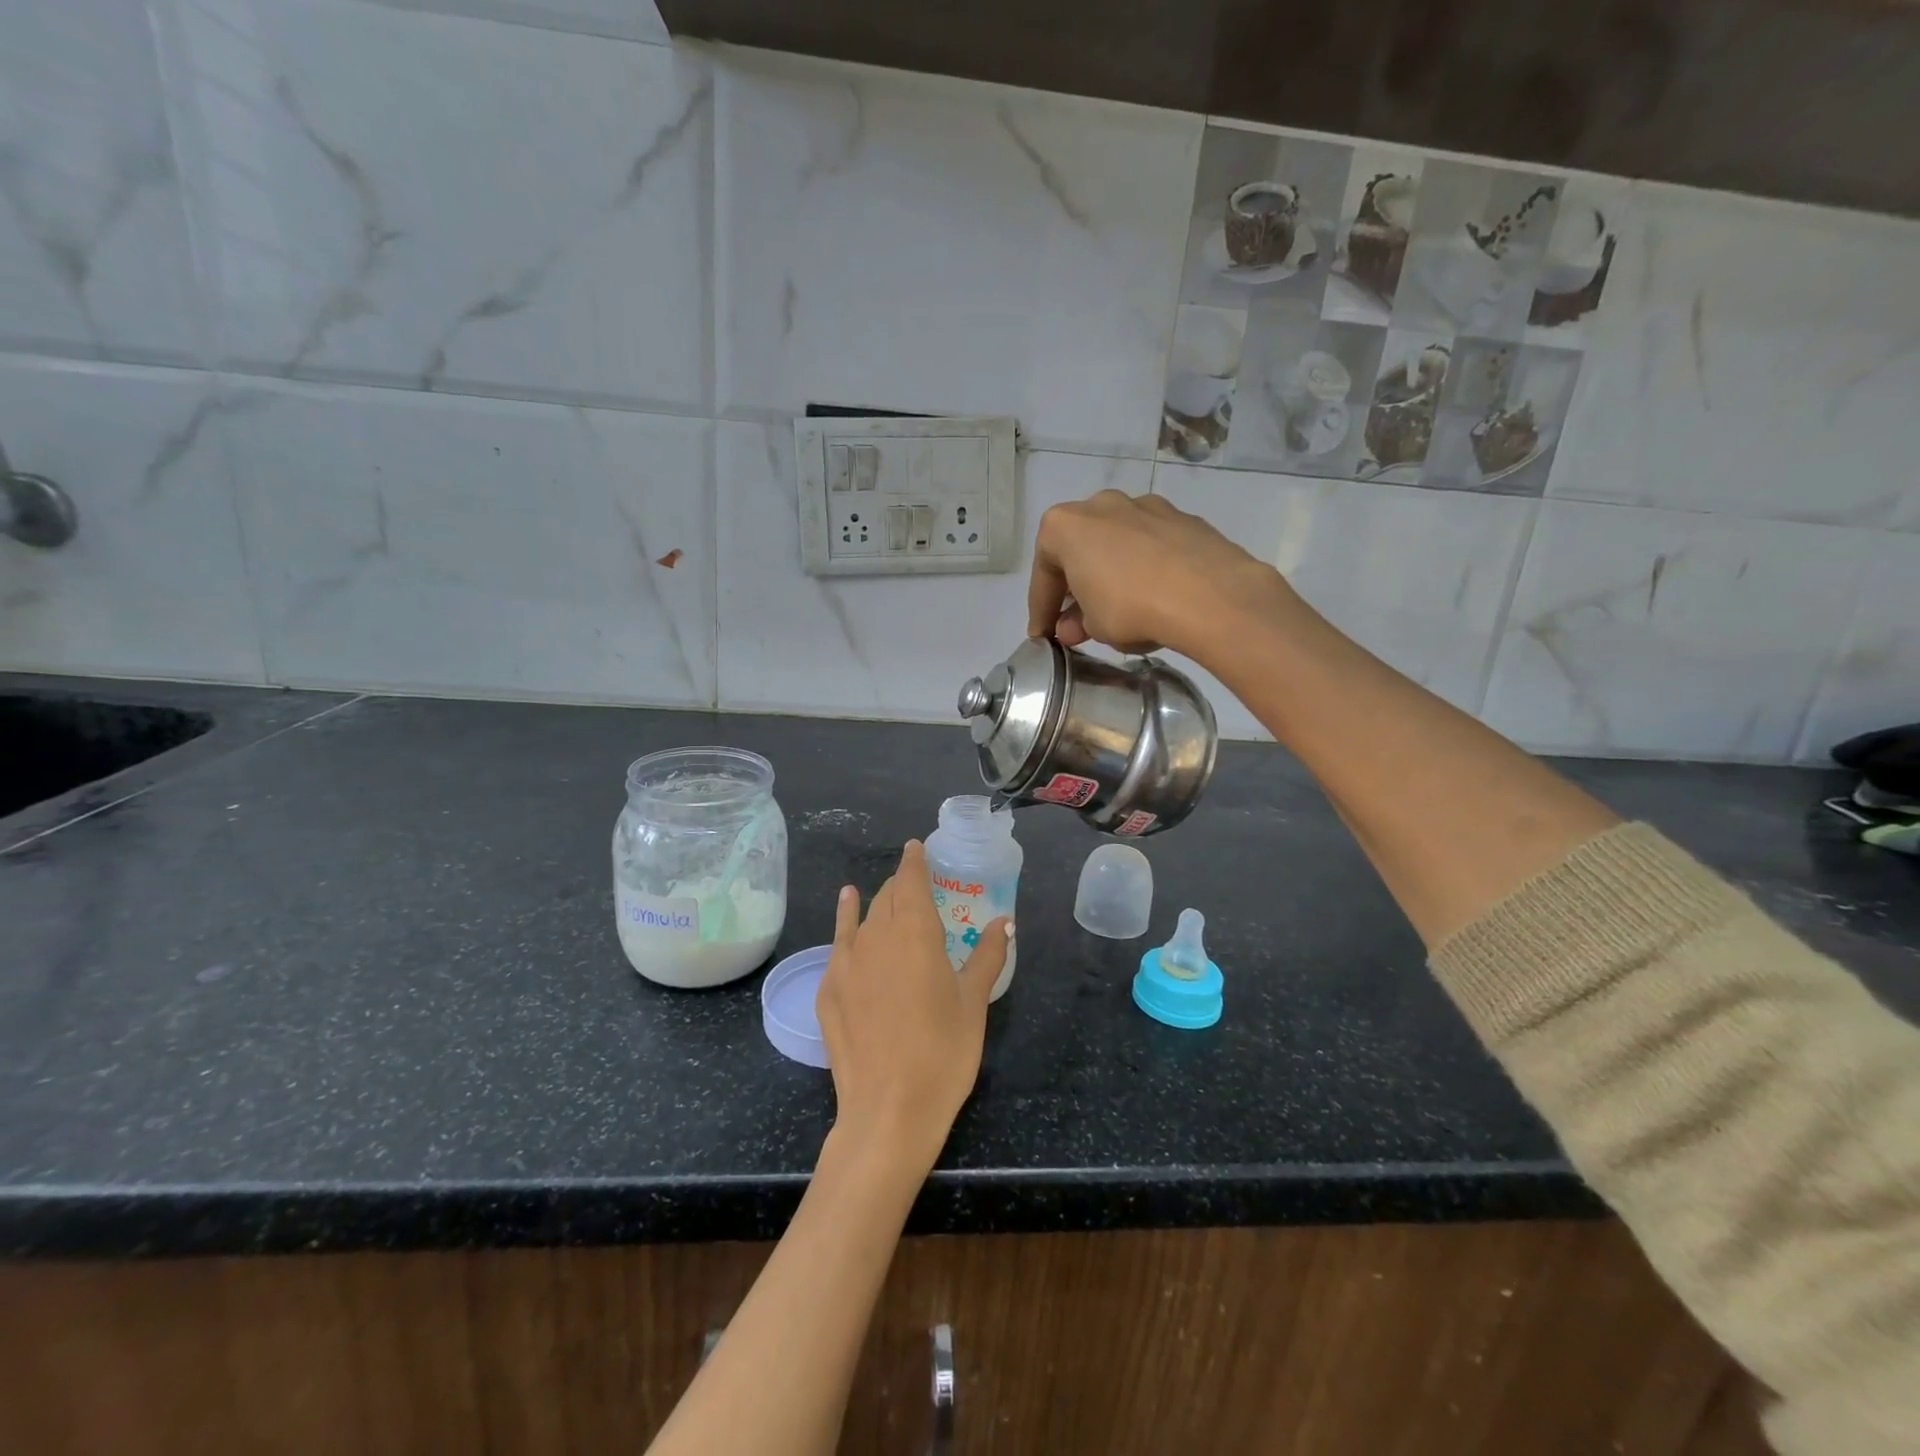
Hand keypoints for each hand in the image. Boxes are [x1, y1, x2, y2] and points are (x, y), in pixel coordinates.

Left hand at [816, 841, 1011, 1171]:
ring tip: (882, 892)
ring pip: (862, 917)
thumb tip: (1004, 922)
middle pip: (887, 896)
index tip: (917, 847)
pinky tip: (846, 907)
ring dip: (876, 901)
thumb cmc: (943, 1052)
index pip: (911, 880)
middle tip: (916, 885)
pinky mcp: (828, 988)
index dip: (914, 860)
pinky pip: (839, 941)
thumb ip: (986, 956)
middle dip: (901, 885)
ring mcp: (846, 962)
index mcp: (915, 931)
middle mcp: (876, 936)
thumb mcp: (973, 1002)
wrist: (888, 1111)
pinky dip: (846, 919)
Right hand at [1026, 490, 1294, 665]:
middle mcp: (1101, 505)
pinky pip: (1151, 546)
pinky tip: (1155, 595)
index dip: (1041, 610)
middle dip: (1077, 587)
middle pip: (1080, 550)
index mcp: (1066, 525)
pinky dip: (1145, 568)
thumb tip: (1073, 628)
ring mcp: (1146, 506)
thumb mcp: (1094, 627)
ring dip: (1112, 573)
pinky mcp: (1183, 518)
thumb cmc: (1131, 608)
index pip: (1044, 575)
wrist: (1210, 595)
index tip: (1043, 635)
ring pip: (1117, 543)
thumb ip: (1077, 624)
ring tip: (1119, 608)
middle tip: (1079, 622)